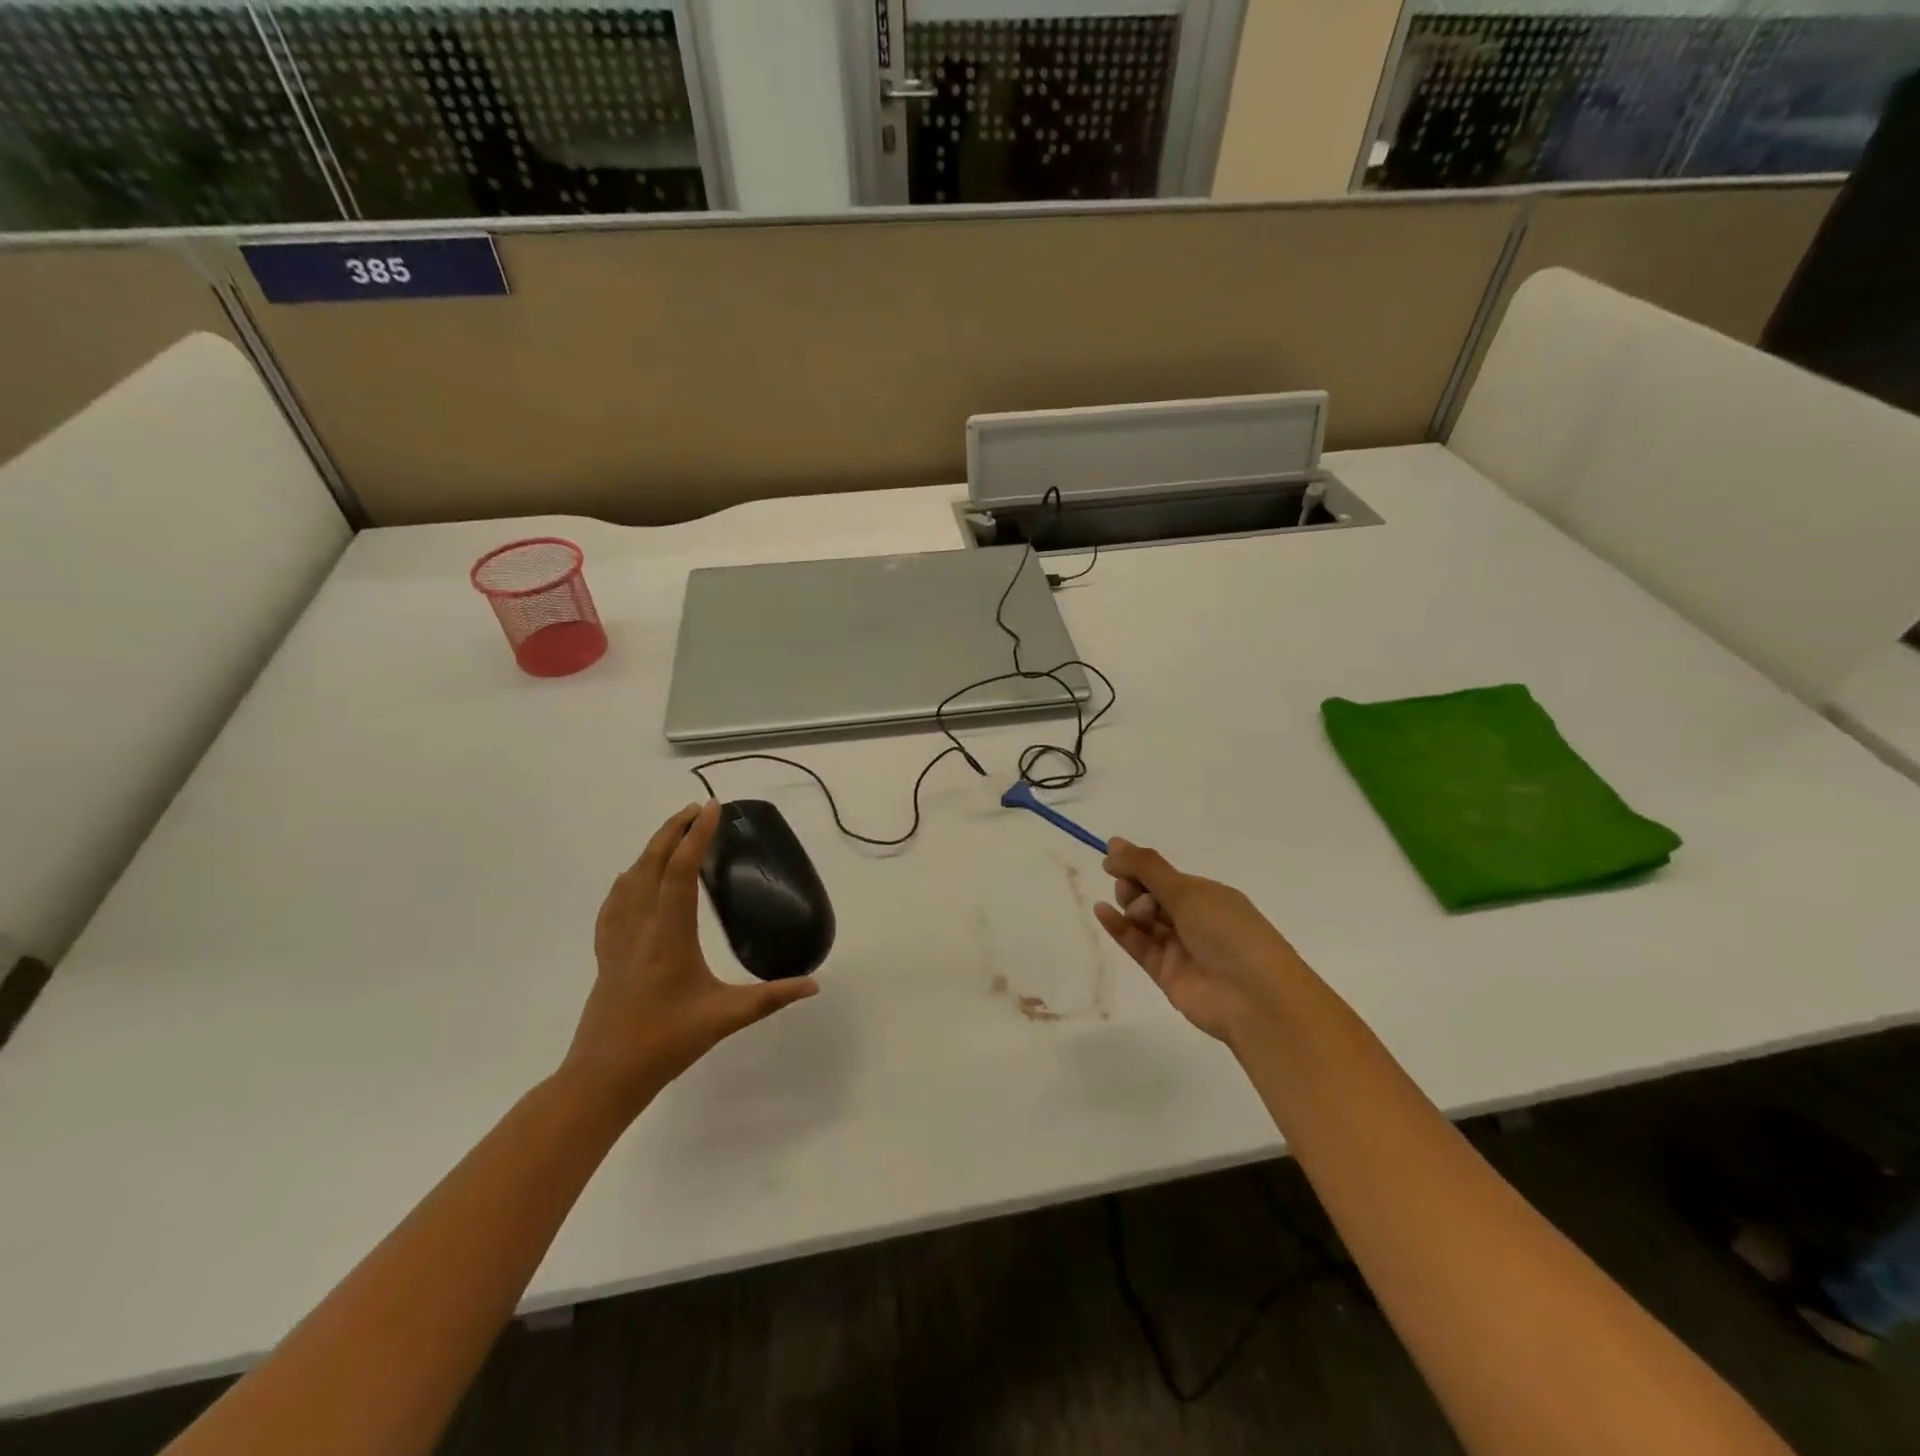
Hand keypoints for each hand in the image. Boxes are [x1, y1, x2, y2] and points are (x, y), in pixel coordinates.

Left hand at [562, 802, 817, 1115]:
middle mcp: (639, 929)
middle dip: (672, 831)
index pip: (680, 873)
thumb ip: (771, 997)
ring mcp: (617, 941)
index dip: (696, 837)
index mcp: (668, 937)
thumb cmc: (665, 1045)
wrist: (602, 1078)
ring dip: (650, 850)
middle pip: (650, 865)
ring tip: (672, 834)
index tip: (711, 809)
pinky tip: (631, 880)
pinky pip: (614, 903)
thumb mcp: (724, 1019)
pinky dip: (627, 880)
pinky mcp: (606, 954)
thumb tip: (814, 984)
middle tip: (696, 809)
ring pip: (629, 880)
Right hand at [1094, 838, 1309, 1047]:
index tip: (1112, 857)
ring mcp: (1180, 947)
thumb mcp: (1188, 891)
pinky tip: (1101, 911)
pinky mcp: (1166, 973)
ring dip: (1130, 907)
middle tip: (1133, 890)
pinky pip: (1138, 944)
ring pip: (1144, 920)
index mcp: (1208, 895)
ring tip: (1134, 911)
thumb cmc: (1229, 933)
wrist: (1254, 999)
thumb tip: (1113, 844)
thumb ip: (1147, 867)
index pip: (1165, 875)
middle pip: (1151, 896)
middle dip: (1135, 887)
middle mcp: (1194, 919)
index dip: (1138, 866)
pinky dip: (1119, 928)